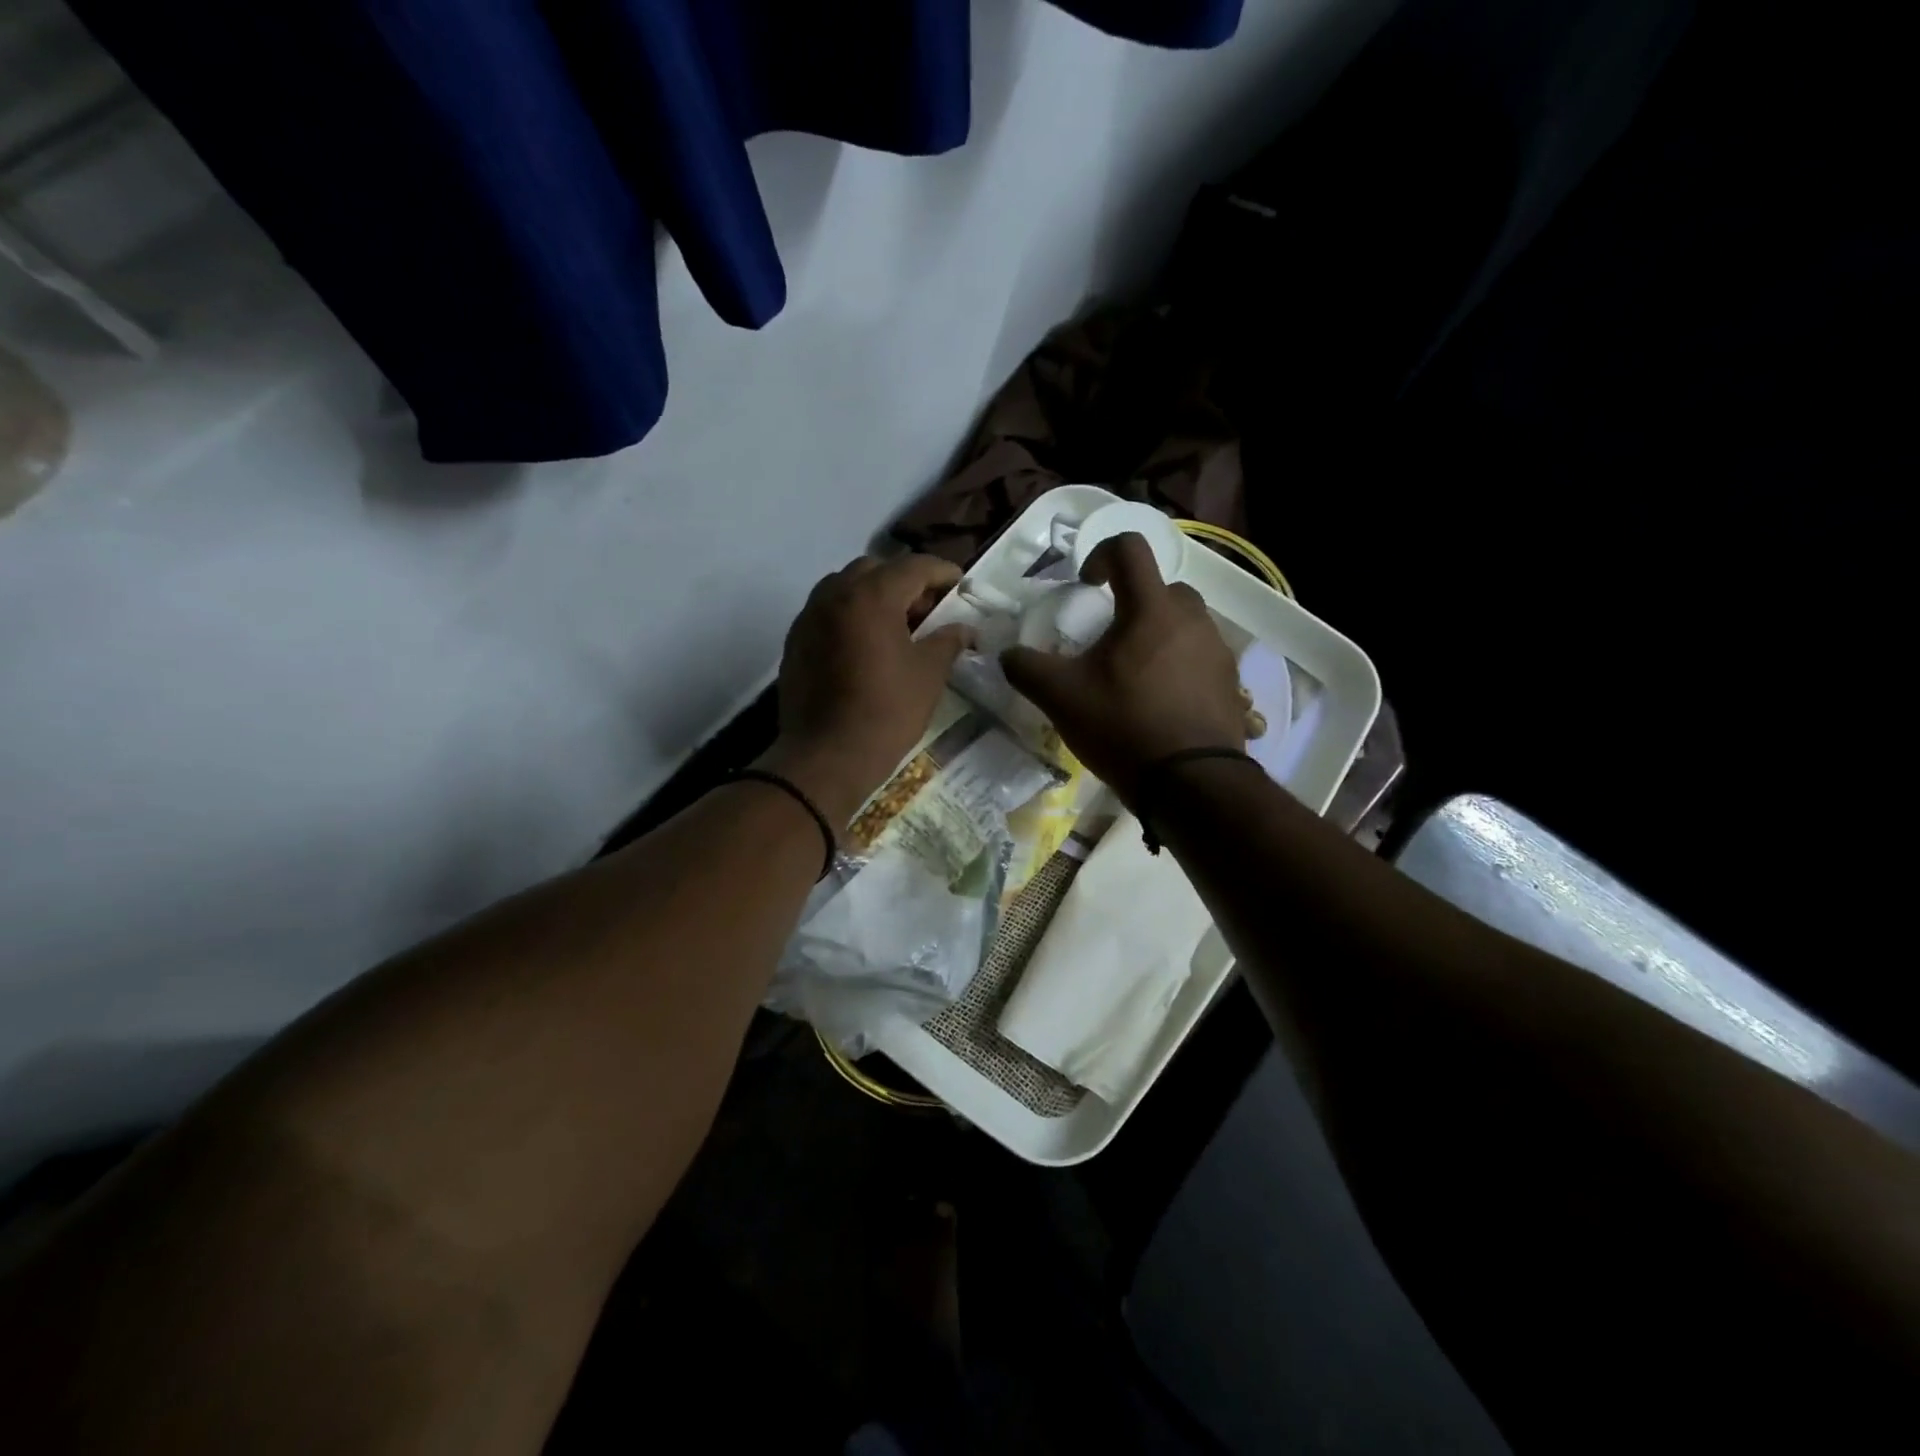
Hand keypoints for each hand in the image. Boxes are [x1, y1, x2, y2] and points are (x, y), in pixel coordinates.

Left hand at [758, 554, 972, 825]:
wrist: (826, 756)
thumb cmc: (886, 712)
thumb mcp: (928, 675)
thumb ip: (948, 641)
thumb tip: (965, 628)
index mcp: (872, 596)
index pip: (914, 566)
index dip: (942, 572)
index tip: (960, 585)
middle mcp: (835, 594)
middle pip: (876, 570)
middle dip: (906, 582)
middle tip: (928, 609)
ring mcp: (809, 616)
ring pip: (846, 587)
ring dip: (874, 596)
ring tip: (897, 626)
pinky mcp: (795, 640)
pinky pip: (828, 612)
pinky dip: (851, 615)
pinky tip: (867, 645)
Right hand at [1001, 532, 1244, 804]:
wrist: (1191, 783)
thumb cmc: (1124, 726)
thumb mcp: (1061, 697)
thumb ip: (1027, 668)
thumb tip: (1008, 655)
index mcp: (1151, 609)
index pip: (1130, 548)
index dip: (1101, 554)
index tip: (1086, 586)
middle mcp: (1192, 619)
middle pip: (1161, 589)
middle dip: (1133, 602)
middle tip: (1110, 639)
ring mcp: (1218, 651)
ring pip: (1185, 624)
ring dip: (1158, 636)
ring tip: (1135, 676)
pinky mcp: (1231, 683)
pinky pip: (1200, 658)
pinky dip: (1179, 667)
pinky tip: (1161, 703)